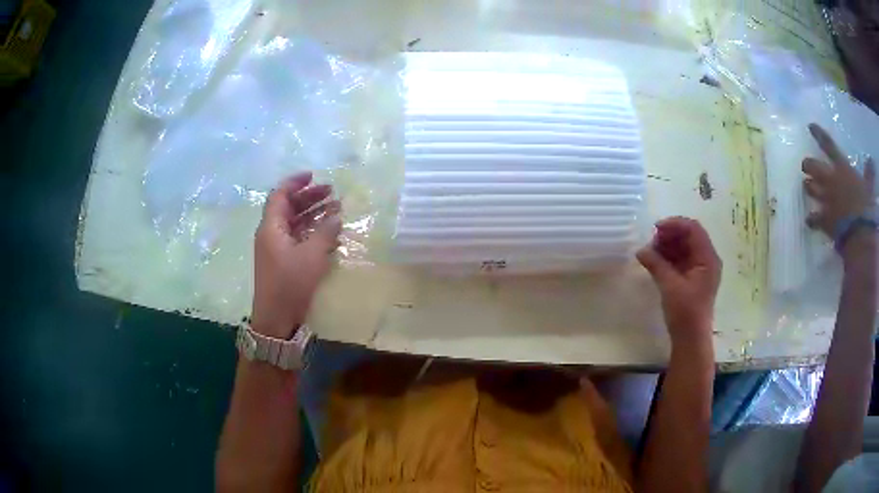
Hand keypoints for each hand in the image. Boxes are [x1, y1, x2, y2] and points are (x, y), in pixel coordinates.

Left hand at [251, 172, 341, 338]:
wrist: (276, 318)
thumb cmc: (290, 283)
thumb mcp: (311, 256)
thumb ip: (325, 232)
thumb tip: (336, 216)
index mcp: (271, 227)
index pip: (280, 195)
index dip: (295, 182)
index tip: (314, 175)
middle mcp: (271, 234)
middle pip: (289, 207)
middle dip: (309, 197)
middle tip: (332, 193)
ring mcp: (276, 248)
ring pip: (294, 223)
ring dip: (313, 214)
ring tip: (336, 209)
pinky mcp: (283, 261)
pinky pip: (297, 238)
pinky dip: (312, 231)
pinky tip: (329, 232)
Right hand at [637, 217, 721, 352]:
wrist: (691, 339)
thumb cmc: (685, 312)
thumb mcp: (670, 286)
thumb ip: (656, 264)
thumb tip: (640, 250)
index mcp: (708, 258)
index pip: (693, 229)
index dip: (675, 224)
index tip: (655, 229)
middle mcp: (707, 259)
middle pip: (689, 236)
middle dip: (670, 235)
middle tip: (651, 242)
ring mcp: (701, 269)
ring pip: (685, 247)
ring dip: (668, 246)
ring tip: (651, 252)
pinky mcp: (693, 278)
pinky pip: (682, 259)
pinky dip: (669, 257)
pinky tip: (656, 261)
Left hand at [802, 123, 874, 238]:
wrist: (859, 233)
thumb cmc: (865, 206)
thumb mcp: (869, 187)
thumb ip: (869, 173)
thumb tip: (871, 160)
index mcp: (842, 169)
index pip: (828, 146)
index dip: (818, 134)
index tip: (810, 126)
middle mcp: (831, 181)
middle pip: (813, 167)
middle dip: (807, 165)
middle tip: (805, 166)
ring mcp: (826, 200)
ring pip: (810, 189)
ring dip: (808, 187)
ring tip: (806, 186)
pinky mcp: (823, 220)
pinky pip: (812, 219)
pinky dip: (810, 220)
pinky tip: (808, 221)